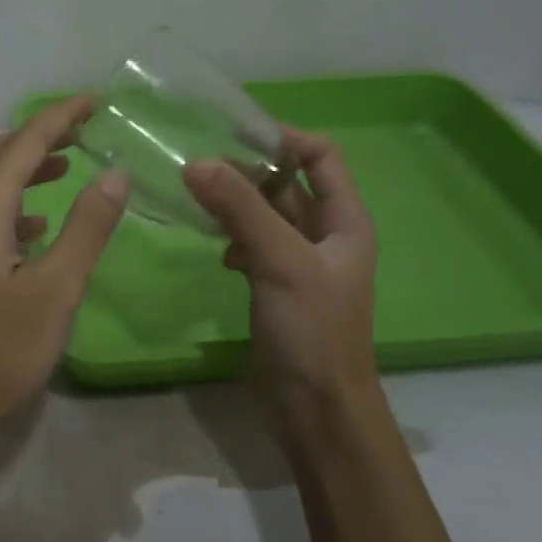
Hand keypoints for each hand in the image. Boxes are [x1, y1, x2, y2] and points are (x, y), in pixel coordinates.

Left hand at [0, 95, 129, 451]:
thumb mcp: (55, 291)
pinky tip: (34, 226)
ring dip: (23, 169)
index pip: (25, 142)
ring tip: (68, 167)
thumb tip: (115, 172)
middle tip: (86, 130)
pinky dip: (8, 204)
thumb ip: (86, 228)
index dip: (62, 116)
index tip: (97, 99)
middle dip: (41, 136)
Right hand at [183, 127, 379, 428]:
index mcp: (345, 220)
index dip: (283, 139)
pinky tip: (219, 253)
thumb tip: (195, 162)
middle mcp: (325, 235)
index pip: (320, 157)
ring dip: (236, 206)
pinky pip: (253, 245)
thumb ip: (240, 210)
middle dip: (247, 173)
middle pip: (286, 184)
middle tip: (200, 169)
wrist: (317, 407)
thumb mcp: (280, 261)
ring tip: (199, 203)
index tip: (233, 133)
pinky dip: (234, 240)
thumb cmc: (313, 329)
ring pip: (265, 216)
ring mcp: (299, 262)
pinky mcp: (276, 286)